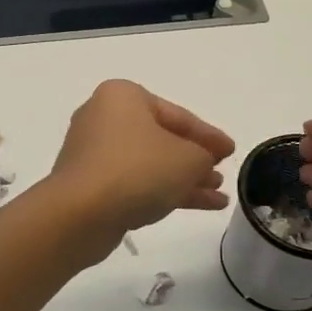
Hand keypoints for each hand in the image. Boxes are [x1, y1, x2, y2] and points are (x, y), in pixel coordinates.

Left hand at [50, 80, 233, 241]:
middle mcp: (103, 117)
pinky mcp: (89, 183)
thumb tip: (201, 162)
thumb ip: (204, 155)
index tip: (231, 150)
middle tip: (220, 173)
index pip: (177, 114)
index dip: (208, 135)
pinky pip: (134, 182)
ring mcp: (93, 152)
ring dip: (183, 179)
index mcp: (123, 97)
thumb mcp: (187, 159)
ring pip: (149, 163)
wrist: (80, 213)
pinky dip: (162, 191)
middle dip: (194, 159)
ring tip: (217, 197)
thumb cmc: (137, 170)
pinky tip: (195, 206)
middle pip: (161, 138)